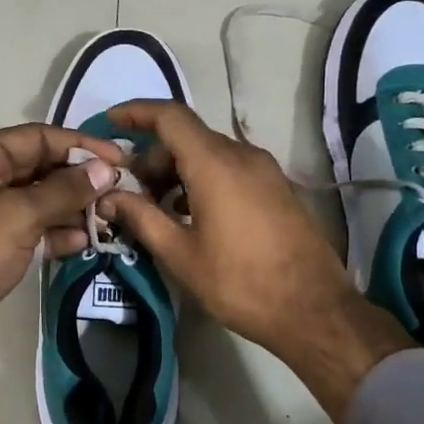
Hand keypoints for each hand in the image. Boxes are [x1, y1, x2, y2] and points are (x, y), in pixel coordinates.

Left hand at [0, 124, 124, 423]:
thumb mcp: (20, 215)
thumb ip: (65, 190)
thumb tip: (105, 170)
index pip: (38, 137)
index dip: (80, 145)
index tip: (118, 158)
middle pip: (40, 167)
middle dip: (79, 179)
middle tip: (118, 189)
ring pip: (39, 199)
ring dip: (72, 207)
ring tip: (108, 216)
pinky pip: (31, 226)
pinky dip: (56, 231)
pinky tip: (84, 240)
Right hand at [100, 101, 411, 422]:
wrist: (315, 310)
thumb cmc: (241, 282)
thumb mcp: (181, 254)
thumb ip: (141, 218)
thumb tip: (108, 197)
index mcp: (215, 163)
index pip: (169, 116)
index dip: (136, 113)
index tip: (110, 122)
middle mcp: (242, 155)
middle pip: (187, 136)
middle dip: (153, 157)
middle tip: (130, 192)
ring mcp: (265, 170)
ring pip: (209, 153)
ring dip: (178, 170)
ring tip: (157, 208)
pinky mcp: (277, 188)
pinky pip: (231, 168)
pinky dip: (203, 179)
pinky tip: (191, 215)